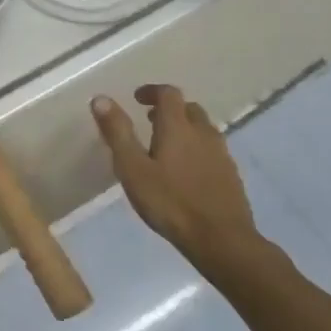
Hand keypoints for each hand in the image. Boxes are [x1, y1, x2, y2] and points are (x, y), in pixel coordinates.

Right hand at [91, 84, 258, 261]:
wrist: (220, 239)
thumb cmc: (169, 201)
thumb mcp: (132, 168)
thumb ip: (117, 132)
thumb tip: (100, 98)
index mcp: (178, 127)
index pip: (169, 94)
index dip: (152, 91)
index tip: (137, 99)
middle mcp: (203, 133)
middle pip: (188, 109)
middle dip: (169, 109)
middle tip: (149, 121)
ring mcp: (221, 154)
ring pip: (202, 129)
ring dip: (184, 128)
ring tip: (164, 146)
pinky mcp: (230, 175)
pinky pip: (211, 150)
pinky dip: (196, 148)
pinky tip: (185, 171)